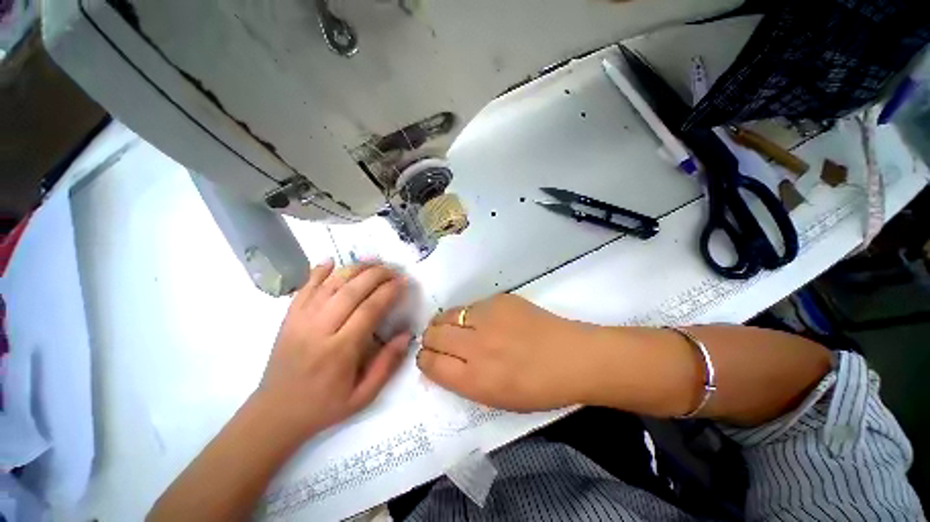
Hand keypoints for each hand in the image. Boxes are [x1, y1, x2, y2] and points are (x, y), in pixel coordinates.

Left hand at [252, 260, 411, 439]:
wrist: (275, 413)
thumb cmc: (324, 406)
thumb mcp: (363, 395)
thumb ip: (387, 364)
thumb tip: (407, 335)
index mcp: (340, 350)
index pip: (369, 310)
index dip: (389, 291)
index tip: (403, 281)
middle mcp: (319, 330)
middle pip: (351, 291)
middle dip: (376, 274)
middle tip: (393, 270)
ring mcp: (300, 321)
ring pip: (330, 284)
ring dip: (353, 269)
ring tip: (373, 263)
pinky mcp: (288, 318)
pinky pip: (304, 288)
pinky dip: (317, 272)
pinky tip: (332, 261)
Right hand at [417, 294, 599, 411]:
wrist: (571, 357)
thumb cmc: (537, 388)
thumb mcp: (495, 399)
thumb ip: (462, 381)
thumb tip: (439, 364)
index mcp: (475, 379)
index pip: (430, 363)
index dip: (424, 359)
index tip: (428, 357)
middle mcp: (476, 345)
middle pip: (433, 334)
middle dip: (430, 339)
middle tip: (439, 341)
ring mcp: (488, 317)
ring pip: (447, 314)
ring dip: (444, 323)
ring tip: (454, 328)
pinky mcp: (499, 299)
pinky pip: (471, 305)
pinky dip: (468, 314)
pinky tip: (481, 319)